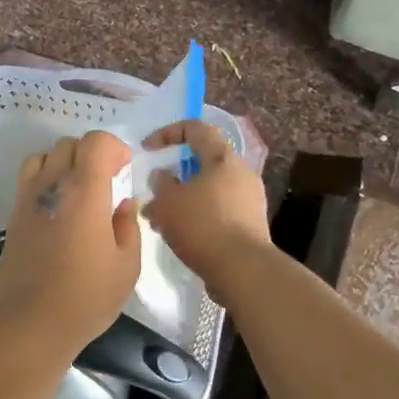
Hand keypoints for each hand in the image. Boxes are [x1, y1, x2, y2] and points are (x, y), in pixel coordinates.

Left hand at [0, 132, 141, 348]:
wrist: (31, 324)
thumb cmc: (86, 297)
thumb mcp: (126, 267)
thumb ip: (128, 227)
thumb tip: (124, 204)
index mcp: (85, 193)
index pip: (95, 143)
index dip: (113, 147)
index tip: (124, 167)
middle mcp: (53, 186)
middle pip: (69, 144)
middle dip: (91, 153)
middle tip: (106, 178)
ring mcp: (28, 199)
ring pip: (44, 156)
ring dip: (63, 161)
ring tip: (77, 188)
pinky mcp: (13, 216)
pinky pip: (28, 178)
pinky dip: (44, 178)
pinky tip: (57, 207)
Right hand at [142, 120, 271, 301]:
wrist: (243, 270)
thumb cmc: (202, 226)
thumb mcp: (168, 202)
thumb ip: (161, 183)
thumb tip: (163, 176)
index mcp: (223, 158)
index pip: (196, 129)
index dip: (168, 133)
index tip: (148, 148)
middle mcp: (241, 173)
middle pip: (203, 162)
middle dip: (175, 175)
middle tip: (155, 191)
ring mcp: (250, 200)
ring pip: (209, 189)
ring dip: (184, 199)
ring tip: (161, 219)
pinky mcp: (251, 225)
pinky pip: (219, 210)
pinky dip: (198, 216)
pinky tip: (180, 236)